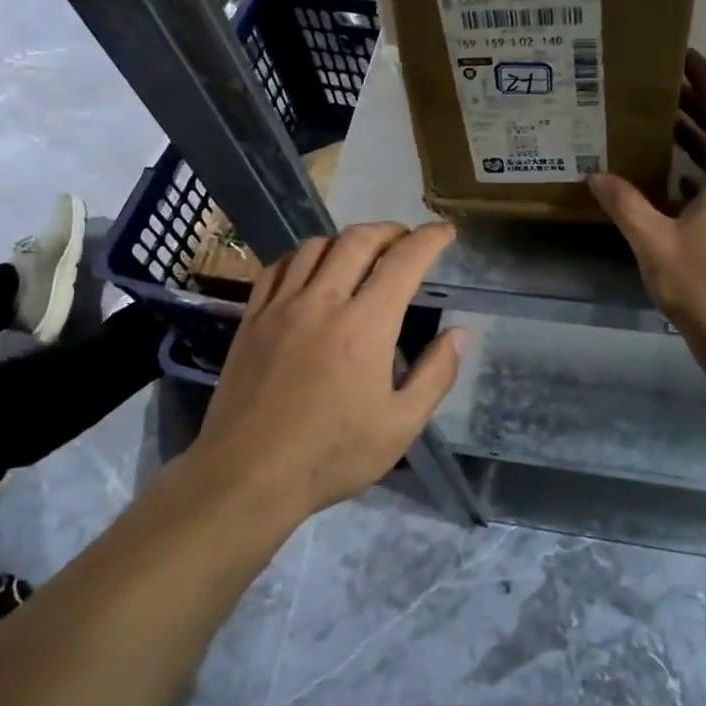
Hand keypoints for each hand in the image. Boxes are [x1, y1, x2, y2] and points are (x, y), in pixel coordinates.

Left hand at [191, 221, 464, 521]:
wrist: (247, 475)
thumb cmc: (332, 455)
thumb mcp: (400, 426)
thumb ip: (435, 375)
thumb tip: (458, 334)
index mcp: (365, 325)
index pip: (404, 261)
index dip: (430, 239)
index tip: (445, 231)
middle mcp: (323, 301)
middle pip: (358, 240)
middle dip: (390, 230)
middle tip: (406, 240)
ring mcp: (281, 307)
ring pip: (316, 246)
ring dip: (346, 240)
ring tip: (361, 254)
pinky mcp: (252, 318)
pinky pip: (278, 267)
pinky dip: (303, 256)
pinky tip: (310, 271)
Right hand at [589, 52, 705, 352]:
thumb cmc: (701, 285)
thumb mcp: (653, 242)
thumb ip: (626, 204)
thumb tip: (598, 174)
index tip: (686, 59)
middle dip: (698, 107)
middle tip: (662, 88)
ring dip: (697, 142)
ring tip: (660, 127)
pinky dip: (698, 175)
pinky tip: (670, 185)